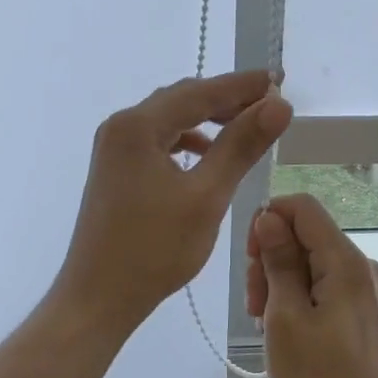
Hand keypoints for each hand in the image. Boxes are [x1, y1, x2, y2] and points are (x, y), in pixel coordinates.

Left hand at [55, 70, 292, 333]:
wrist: (98, 297)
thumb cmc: (153, 249)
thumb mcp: (206, 196)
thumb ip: (241, 146)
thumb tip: (278, 105)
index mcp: (137, 126)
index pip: (200, 92)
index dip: (242, 86)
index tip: (279, 80)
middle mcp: (121, 126)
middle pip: (182, 100)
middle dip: (226, 100)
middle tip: (270, 105)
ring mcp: (114, 148)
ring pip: (170, 120)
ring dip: (208, 120)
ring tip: (246, 128)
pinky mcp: (116, 169)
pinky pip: (158, 141)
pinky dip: (187, 141)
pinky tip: (208, 156)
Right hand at [246, 193, 377, 377]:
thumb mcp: (285, 317)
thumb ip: (278, 261)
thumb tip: (268, 216)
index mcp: (346, 261)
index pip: (302, 207)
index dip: (269, 220)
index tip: (250, 260)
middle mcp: (362, 266)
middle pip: (305, 235)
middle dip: (271, 258)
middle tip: (254, 305)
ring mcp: (366, 288)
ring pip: (311, 260)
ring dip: (280, 281)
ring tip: (266, 323)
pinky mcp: (364, 309)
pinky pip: (324, 283)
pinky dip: (298, 296)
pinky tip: (286, 329)